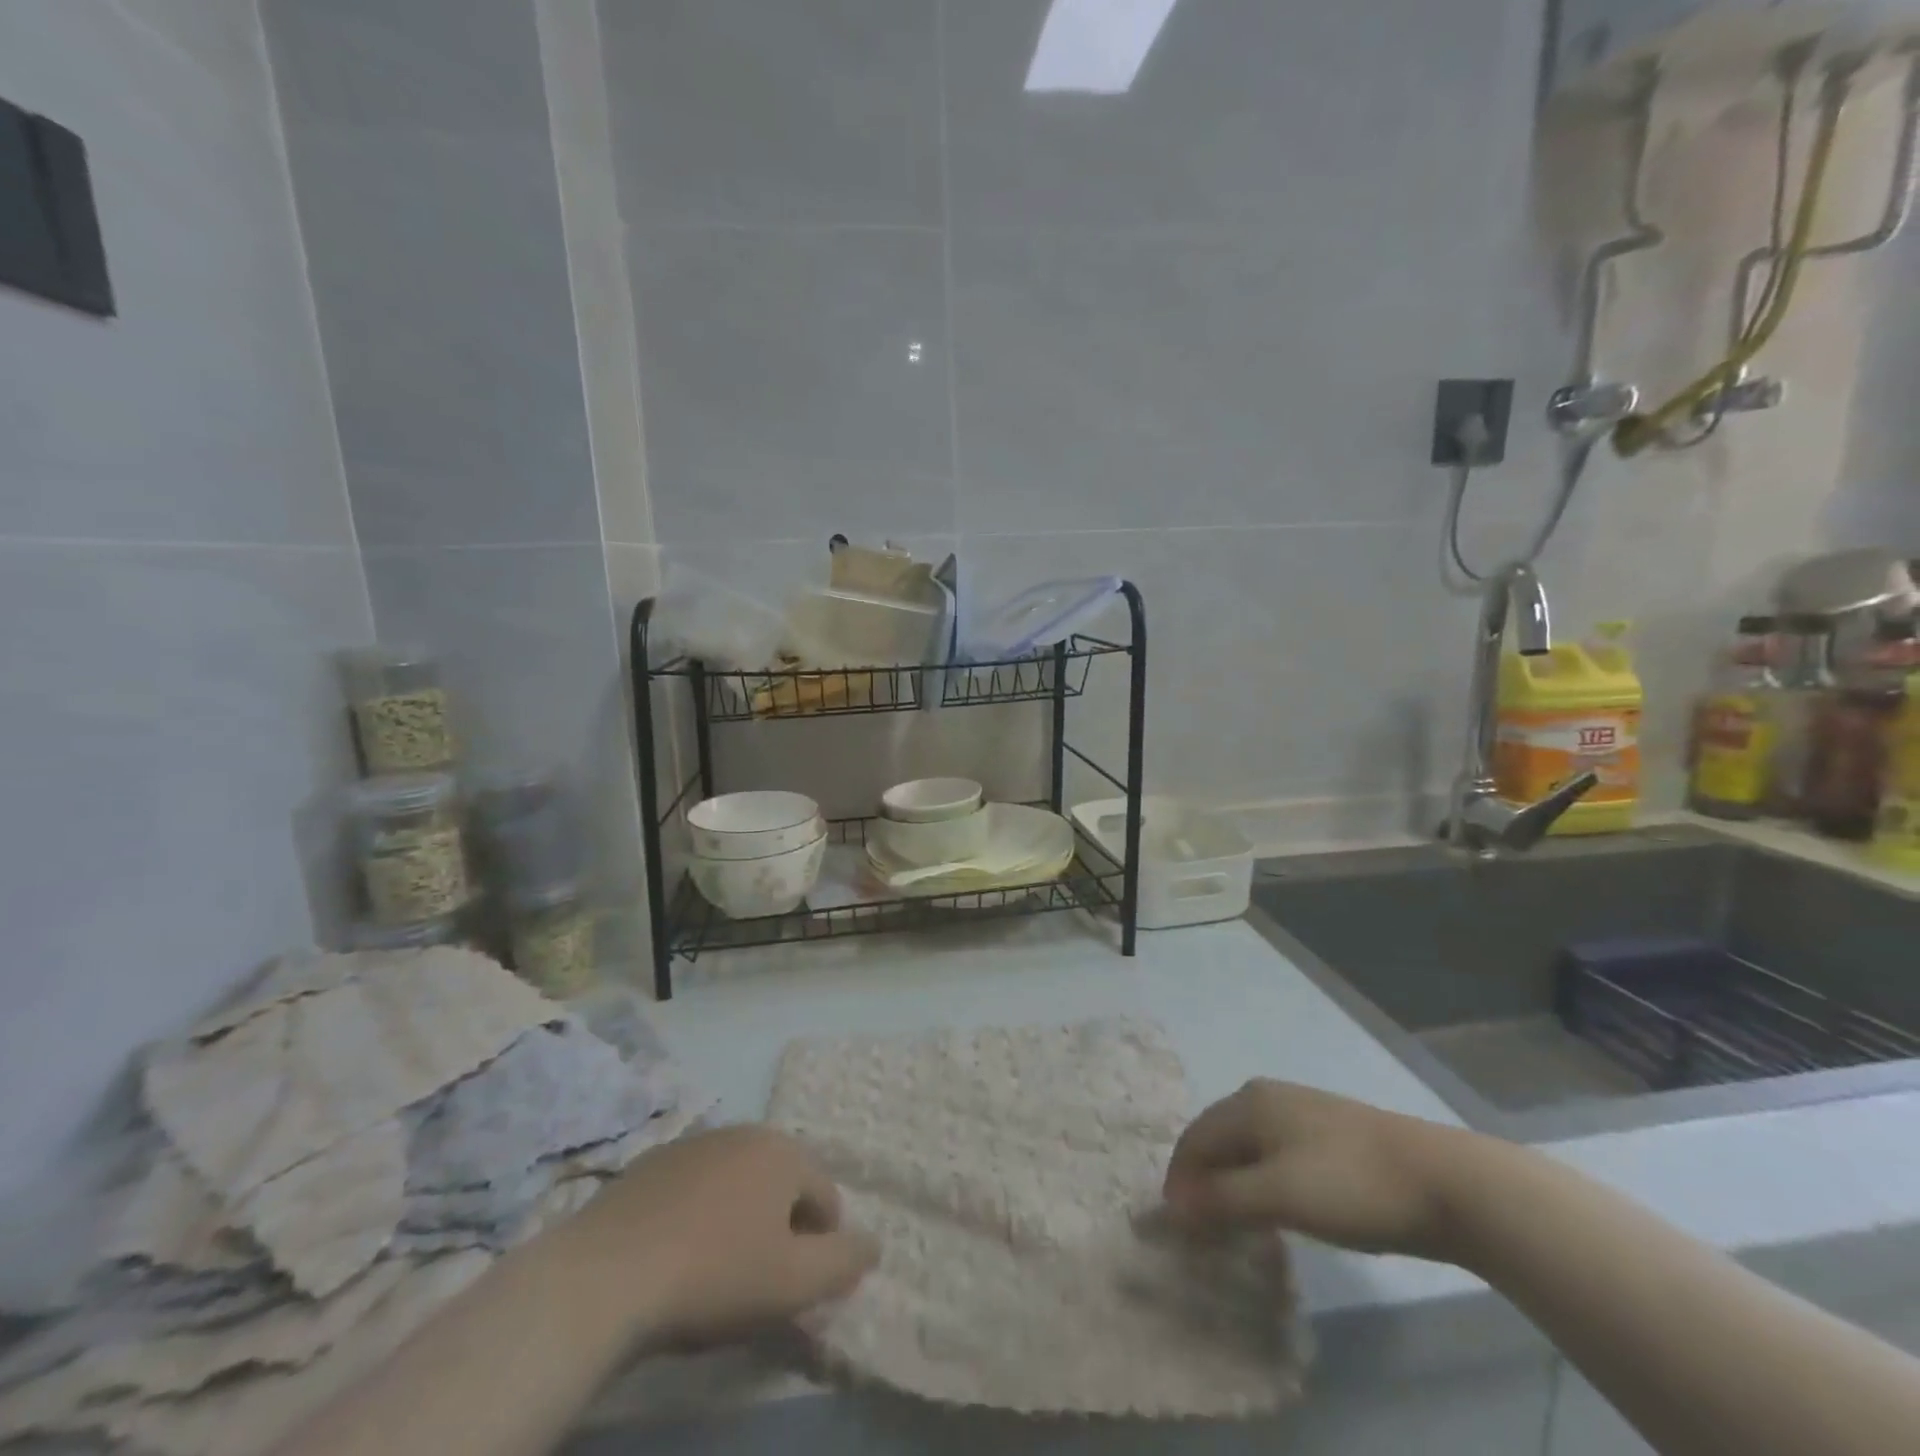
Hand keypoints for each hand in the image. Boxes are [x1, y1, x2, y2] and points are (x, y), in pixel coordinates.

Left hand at [569, 1125, 877, 1347]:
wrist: (604, 1276)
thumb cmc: (713, 1276)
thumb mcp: (793, 1283)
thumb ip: (844, 1262)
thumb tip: (874, 1243)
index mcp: (784, 1152)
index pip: (826, 1198)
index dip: (822, 1246)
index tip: (797, 1287)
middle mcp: (745, 1132)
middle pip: (782, 1183)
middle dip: (782, 1226)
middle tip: (760, 1278)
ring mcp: (694, 1142)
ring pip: (737, 1182)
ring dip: (740, 1217)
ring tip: (717, 1268)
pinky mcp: (651, 1162)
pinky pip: (694, 1187)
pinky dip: (698, 1213)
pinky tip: (676, 1253)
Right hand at [1162, 1080, 1471, 1261]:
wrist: (1444, 1181)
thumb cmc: (1350, 1184)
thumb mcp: (1279, 1195)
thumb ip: (1222, 1199)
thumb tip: (1172, 1205)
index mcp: (1248, 1103)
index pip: (1194, 1138)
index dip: (1179, 1180)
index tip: (1176, 1227)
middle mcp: (1266, 1097)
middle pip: (1217, 1137)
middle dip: (1203, 1179)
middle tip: (1201, 1228)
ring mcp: (1300, 1111)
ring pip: (1247, 1146)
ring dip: (1232, 1182)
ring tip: (1234, 1223)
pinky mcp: (1328, 1133)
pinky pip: (1274, 1153)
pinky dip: (1260, 1179)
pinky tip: (1275, 1207)